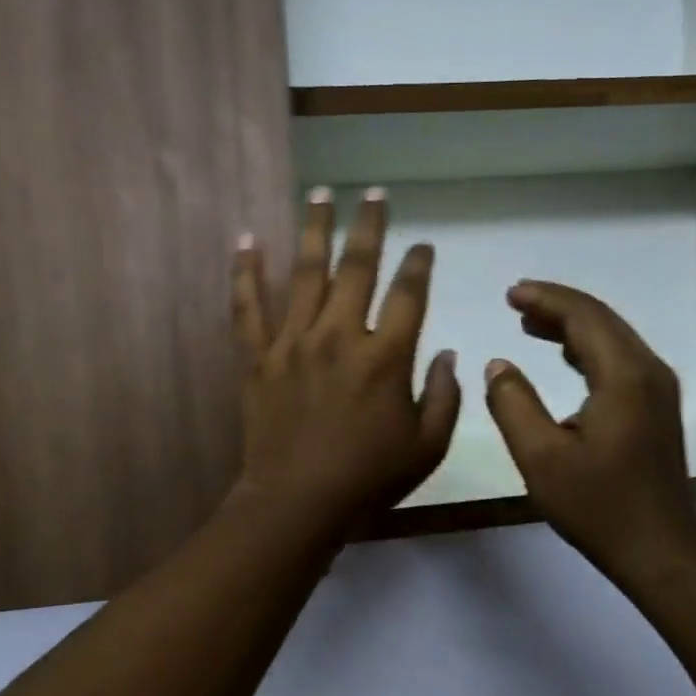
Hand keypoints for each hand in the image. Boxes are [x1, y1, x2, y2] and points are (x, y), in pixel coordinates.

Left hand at [231, 188, 460, 530]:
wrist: (297, 502)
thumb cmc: (368, 478)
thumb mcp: (427, 446)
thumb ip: (445, 396)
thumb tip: (450, 354)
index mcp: (385, 356)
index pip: (408, 294)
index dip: (418, 265)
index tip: (423, 245)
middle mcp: (340, 335)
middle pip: (358, 267)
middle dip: (369, 225)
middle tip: (373, 193)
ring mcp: (294, 341)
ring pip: (305, 272)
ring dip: (314, 229)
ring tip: (319, 193)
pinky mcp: (259, 356)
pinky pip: (249, 306)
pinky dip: (246, 272)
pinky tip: (247, 239)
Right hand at [485, 282, 695, 587]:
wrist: (660, 549)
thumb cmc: (598, 505)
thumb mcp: (540, 457)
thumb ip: (513, 404)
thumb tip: (498, 366)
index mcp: (623, 376)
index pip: (583, 317)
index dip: (545, 299)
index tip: (510, 293)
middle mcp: (648, 371)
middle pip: (601, 319)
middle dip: (557, 305)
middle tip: (515, 300)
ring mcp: (657, 389)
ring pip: (612, 338)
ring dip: (572, 326)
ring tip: (529, 323)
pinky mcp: (656, 407)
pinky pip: (619, 359)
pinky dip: (587, 348)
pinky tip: (564, 356)